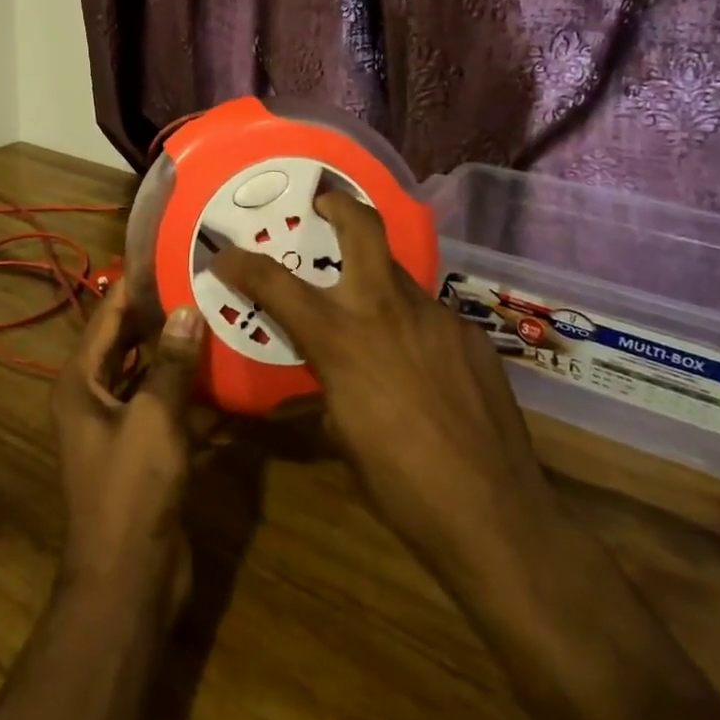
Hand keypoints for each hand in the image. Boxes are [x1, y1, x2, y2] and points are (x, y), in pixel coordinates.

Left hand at [50, 280, 205, 620]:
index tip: (169, 254)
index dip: (135, 285)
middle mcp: (94, 397)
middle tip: (202, 280)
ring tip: (218, 315)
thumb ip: (170, 362)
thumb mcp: (153, 418)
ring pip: (149, 373)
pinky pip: (166, 406)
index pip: (107, 316)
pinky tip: (226, 372)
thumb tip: (187, 309)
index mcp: (81, 382)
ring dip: (177, 350)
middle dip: (160, 313)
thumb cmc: (131, 491)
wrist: (128, 581)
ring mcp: (119, 425)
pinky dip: (189, 389)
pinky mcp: (144, 450)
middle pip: (127, 341)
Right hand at [210, 193, 555, 583]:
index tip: (225, 256)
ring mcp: (437, 316)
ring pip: (399, 276)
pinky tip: (423, 366)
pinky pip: (432, 316)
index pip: (276, 284)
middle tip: (324, 205)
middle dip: (339, 206)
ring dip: (377, 282)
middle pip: (363, 229)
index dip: (242, 265)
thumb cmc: (401, 485)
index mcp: (342, 339)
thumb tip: (330, 370)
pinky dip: (413, 327)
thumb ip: (330, 383)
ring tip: (375, 317)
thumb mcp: (343, 433)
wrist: (494, 514)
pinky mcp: (472, 334)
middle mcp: (387, 310)